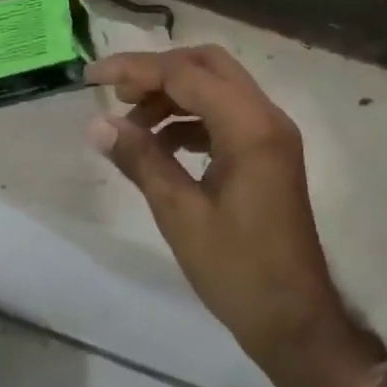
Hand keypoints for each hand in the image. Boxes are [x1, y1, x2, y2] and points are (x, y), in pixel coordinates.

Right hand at [85, 47, 364, 386]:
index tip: (93, 78)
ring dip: (173, 95)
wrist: (294, 321)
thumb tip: (97, 124)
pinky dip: (191, 117)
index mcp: (250, 127)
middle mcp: (267, 117)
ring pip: (217, 86)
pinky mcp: (268, 152)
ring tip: (131, 125)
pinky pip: (226, 114)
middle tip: (116, 94)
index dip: (136, 70)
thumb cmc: (237, 271)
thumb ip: (141, 159)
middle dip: (158, 72)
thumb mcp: (180, 214)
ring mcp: (271, 134)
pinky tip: (162, 143)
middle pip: (207, 65)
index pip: (186, 74)